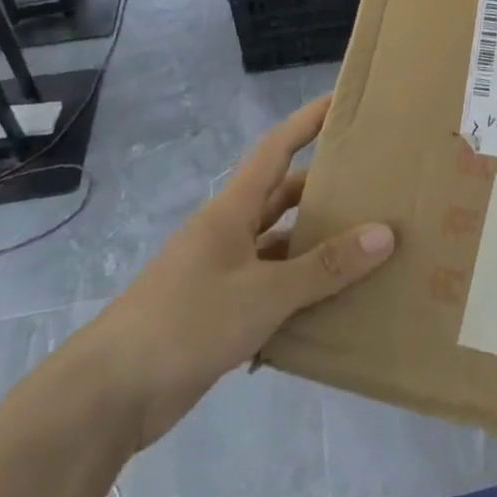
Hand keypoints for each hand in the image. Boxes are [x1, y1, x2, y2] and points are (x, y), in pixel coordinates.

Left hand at [83, 96, 393, 447]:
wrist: (111, 394)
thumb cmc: (186, 323)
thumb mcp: (264, 294)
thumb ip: (324, 268)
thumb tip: (385, 234)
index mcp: (232, 211)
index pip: (275, 150)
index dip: (307, 122)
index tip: (342, 103)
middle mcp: (228, 233)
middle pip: (282, 197)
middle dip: (324, 189)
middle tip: (374, 185)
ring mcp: (222, 273)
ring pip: (279, 245)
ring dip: (315, 245)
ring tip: (368, 246)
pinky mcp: (219, 311)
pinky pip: (271, 287)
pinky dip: (300, 289)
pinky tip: (334, 303)